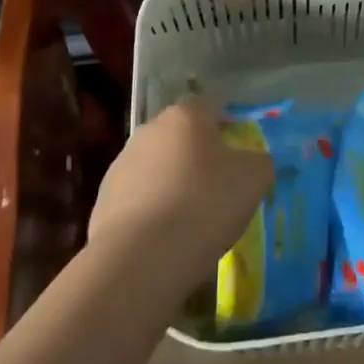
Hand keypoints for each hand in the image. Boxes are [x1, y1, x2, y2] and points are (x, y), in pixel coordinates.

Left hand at [89, 97, 272, 289]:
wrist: (142, 257)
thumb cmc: (205, 204)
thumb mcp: (254, 179)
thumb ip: (260, 162)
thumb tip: (254, 162)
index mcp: (185, 116)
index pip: (207, 106)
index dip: (224, 127)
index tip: (236, 155)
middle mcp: (149, 130)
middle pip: (180, 137)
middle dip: (196, 157)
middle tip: (217, 188)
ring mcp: (122, 165)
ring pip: (156, 168)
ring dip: (172, 184)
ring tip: (190, 222)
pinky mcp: (103, 201)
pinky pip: (137, 200)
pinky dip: (151, 213)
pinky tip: (165, 241)